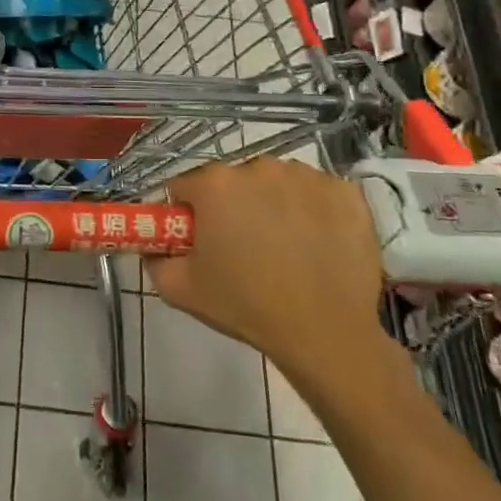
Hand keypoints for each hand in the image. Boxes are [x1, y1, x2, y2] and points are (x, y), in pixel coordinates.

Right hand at [146, 157, 397, 395]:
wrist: (326, 334)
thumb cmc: (246, 306)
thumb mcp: (179, 289)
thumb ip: (154, 259)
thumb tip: (154, 246)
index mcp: (215, 184)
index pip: (186, 186)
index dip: (188, 213)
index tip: (199, 240)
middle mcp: (259, 167)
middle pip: (233, 181)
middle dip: (232, 207)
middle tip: (242, 248)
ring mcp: (307, 177)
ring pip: (276, 183)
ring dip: (272, 204)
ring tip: (283, 247)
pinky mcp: (346, 192)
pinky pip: (316, 193)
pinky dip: (312, 210)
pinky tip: (315, 243)